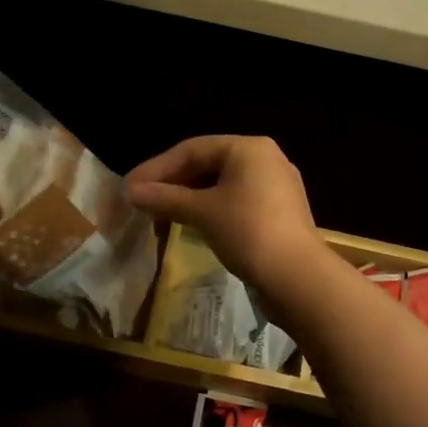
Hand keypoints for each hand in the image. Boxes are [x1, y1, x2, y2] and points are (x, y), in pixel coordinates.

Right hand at [126, 136, 319, 289]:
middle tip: (141, 199)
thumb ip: (165, 198)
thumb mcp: (202, 212)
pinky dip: (211, 208)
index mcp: (249, 148)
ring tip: (160, 212)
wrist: (298, 278)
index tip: (129, 187)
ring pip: (222, 184)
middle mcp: (266, 159)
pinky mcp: (280, 213)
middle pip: (209, 163)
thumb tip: (131, 192)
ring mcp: (276, 186)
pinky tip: (192, 223)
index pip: (192, 149)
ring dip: (190, 196)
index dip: (157, 168)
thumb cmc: (248, 232)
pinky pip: (236, 201)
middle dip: (173, 181)